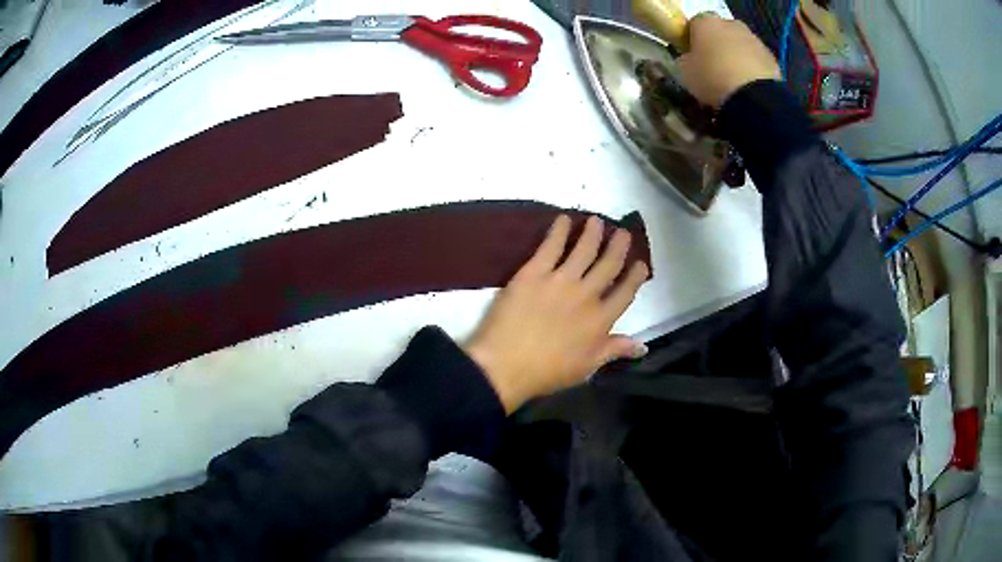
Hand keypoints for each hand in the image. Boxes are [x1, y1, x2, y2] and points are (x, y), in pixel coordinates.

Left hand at [464, 215, 649, 412]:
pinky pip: (550, 246)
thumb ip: (614, 351)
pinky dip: (558, 230)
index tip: (641, 264)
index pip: (625, 293)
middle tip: (622, 232)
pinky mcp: (533, 272)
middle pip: (608, 265)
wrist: (506, 365)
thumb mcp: (586, 367)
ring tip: (596, 220)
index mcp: (600, 321)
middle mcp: (586, 295)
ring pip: (583, 250)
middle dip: (618, 247)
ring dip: (592, 233)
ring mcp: (560, 281)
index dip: (635, 277)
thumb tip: (643, 345)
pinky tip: (563, 219)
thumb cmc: (547, 372)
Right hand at [676, 13, 781, 107]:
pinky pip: (756, 61)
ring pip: (740, 45)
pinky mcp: (771, 57)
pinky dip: (752, 70)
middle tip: (713, 67)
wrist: (753, 97)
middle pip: (721, 32)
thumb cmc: (712, 77)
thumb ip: (686, 59)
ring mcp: (754, 39)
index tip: (693, 54)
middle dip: (718, 45)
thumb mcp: (685, 71)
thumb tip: (690, 59)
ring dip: (736, 57)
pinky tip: (747, 87)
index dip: (694, 38)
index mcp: (706, 21)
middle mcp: (731, 23)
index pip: (695, 23)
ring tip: (732, 81)